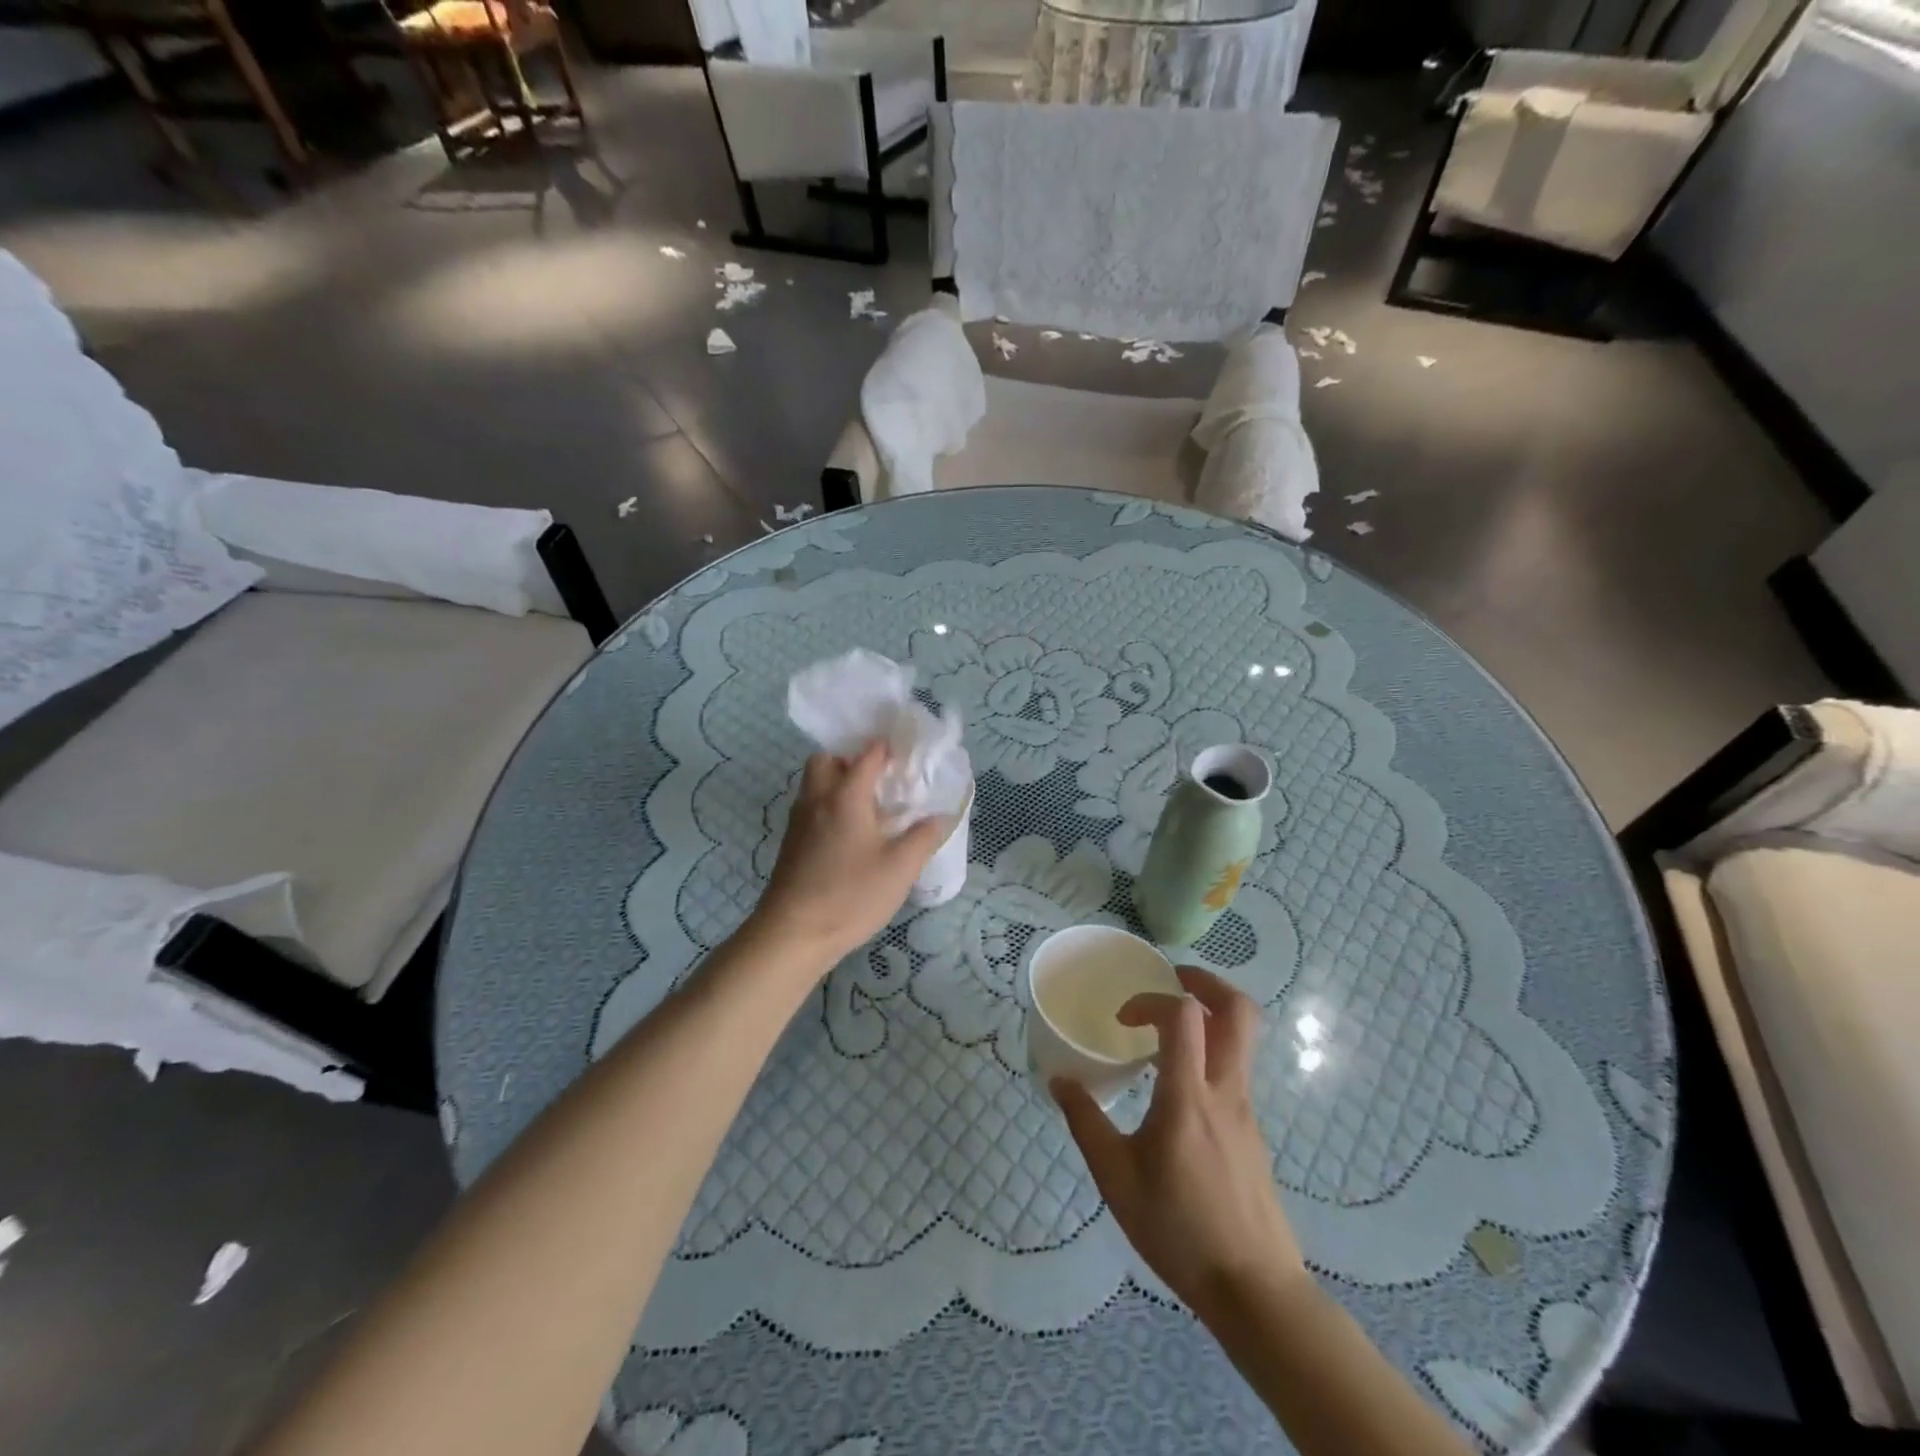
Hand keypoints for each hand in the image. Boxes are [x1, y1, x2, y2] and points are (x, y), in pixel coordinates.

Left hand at [750, 741, 952, 968]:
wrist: (793, 934)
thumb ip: (924, 837)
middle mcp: (817, 799)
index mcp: (844, 795)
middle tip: (879, 778)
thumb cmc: (850, 894)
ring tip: (870, 806)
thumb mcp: (900, 868)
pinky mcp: (791, 844)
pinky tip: (851, 835)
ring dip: (838, 782)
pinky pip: (811, 808)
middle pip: (827, 760)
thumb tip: (942, 816)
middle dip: (851, 759)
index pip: (867, 755)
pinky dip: (829, 806)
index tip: (908, 754)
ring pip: (814, 784)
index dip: (888, 748)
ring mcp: (799, 822)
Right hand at [1052, 967, 1305, 1324]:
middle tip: (1172, 979)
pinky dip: (1211, 1054)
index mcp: (1189, 1096)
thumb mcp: (1116, 1178)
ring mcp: (1247, 1110)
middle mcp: (1227, 1091)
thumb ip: (1086, 1122)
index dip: (1151, 999)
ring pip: (1243, 1039)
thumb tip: (1059, 1080)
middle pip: (1240, 1011)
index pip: (1184, 1014)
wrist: (1254, 1290)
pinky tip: (1180, 1090)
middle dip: (1206, 981)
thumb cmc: (1178, 1230)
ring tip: (1169, 1030)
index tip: (1125, 1019)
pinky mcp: (1254, 1132)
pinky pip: (1236, 1071)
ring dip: (1210, 1015)